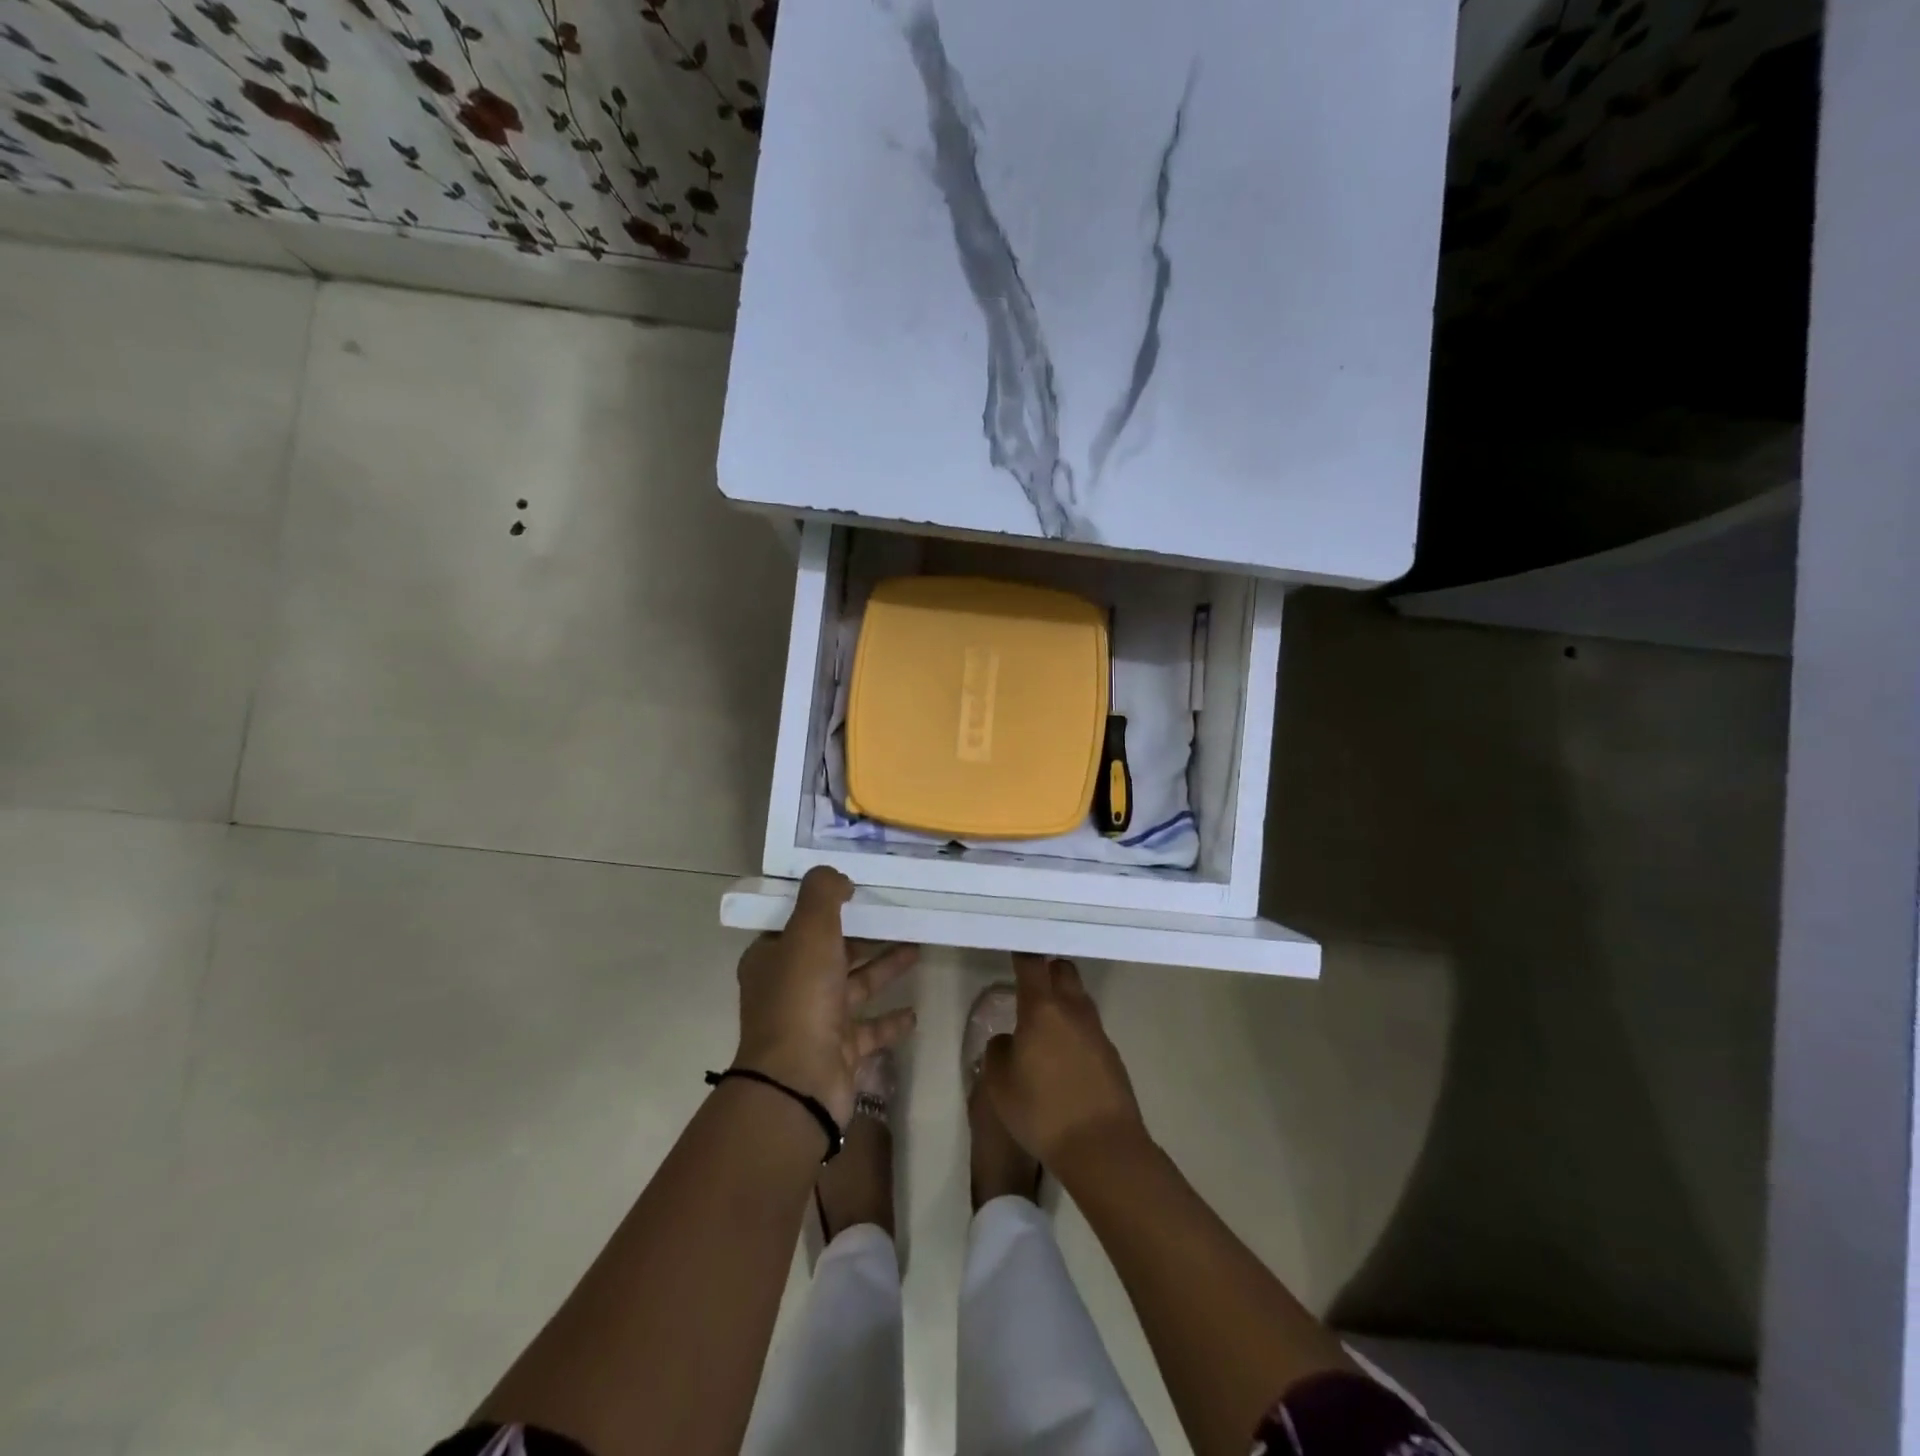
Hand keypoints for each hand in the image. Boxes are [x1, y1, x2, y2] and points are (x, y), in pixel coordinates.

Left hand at [733, 867, 918, 1125]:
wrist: (799, 1081)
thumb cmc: (801, 996)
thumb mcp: (809, 929)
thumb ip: (823, 893)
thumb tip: (837, 876)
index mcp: (772, 958)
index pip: (795, 924)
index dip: (822, 907)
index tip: (854, 891)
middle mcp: (790, 988)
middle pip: (830, 953)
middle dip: (862, 936)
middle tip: (895, 916)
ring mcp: (815, 1022)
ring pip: (854, 987)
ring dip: (883, 968)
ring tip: (917, 949)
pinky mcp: (839, 1051)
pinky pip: (869, 1029)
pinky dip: (890, 1020)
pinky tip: (915, 1012)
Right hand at [980, 953, 1147, 1172]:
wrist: (1102, 1147)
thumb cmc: (1042, 1111)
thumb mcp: (1000, 1085)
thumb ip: (998, 1052)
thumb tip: (1009, 1040)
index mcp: (1042, 1009)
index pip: (1032, 965)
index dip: (1022, 953)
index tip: (1014, 947)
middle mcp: (1073, 1010)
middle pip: (1063, 971)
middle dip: (1048, 970)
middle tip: (1030, 982)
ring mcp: (1096, 1031)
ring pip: (1079, 998)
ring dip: (1063, 999)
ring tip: (1044, 1021)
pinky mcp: (1111, 1054)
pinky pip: (1089, 1027)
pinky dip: (1075, 1029)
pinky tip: (1063, 1054)